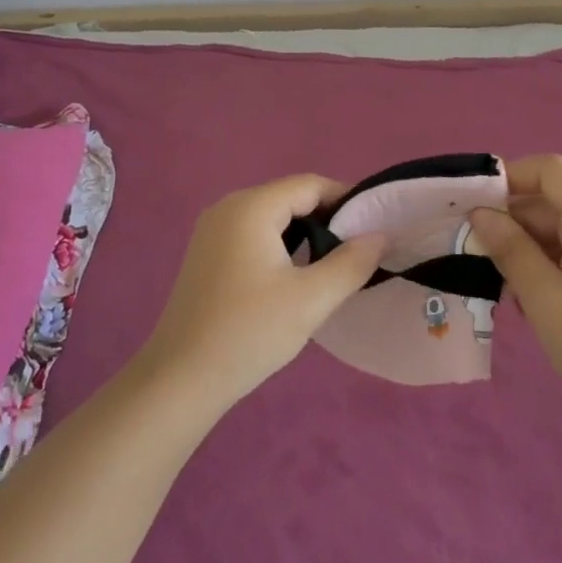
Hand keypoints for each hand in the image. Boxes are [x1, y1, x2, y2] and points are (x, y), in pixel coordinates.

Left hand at [136, 176, 386, 411]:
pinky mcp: (206, 252)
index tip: (374, 227)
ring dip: (303, 234)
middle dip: (326, 219)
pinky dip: (279, 245)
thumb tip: (380, 235)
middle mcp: (228, 206)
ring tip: (331, 266)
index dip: (346, 200)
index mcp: (252, 206)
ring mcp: (212, 229)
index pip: (310, 185)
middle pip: (289, 197)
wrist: (181, 377)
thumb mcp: (310, 299)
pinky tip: (292, 277)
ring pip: (271, 217)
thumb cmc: (249, 332)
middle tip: (356, 252)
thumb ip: (351, 263)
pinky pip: (252, 233)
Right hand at [470, 155, 561, 444]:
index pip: (551, 170)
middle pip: (553, 199)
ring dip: (526, 245)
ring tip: (500, 281)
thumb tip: (480, 214)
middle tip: (476, 252)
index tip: (475, 206)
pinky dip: (547, 262)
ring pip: (560, 227)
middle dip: (512, 219)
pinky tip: (530, 297)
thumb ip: (511, 250)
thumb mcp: (546, 301)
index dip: (511, 177)